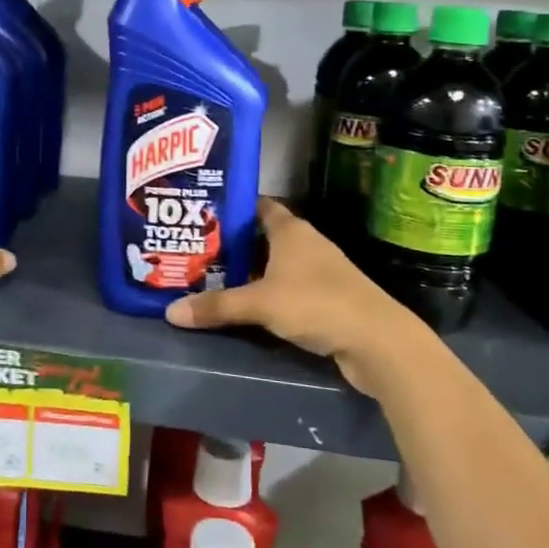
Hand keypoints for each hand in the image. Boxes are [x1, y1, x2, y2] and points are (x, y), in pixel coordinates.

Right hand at [163, 198, 421, 393]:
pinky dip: (266, 293)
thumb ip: (217, 306)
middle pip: (262, 236)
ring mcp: (319, 271)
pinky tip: (245, 306)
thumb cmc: (316, 304)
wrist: (378, 342)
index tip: (202, 213)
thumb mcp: (260, 304)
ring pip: (275, 264)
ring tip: (211, 277)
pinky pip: (287, 288)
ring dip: (249, 271)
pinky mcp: (326, 298)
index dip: (232, 207)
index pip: (258, 205)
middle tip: (195, 249)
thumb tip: (170, 312)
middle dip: (232, 243)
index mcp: (291, 230)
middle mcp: (306, 244)